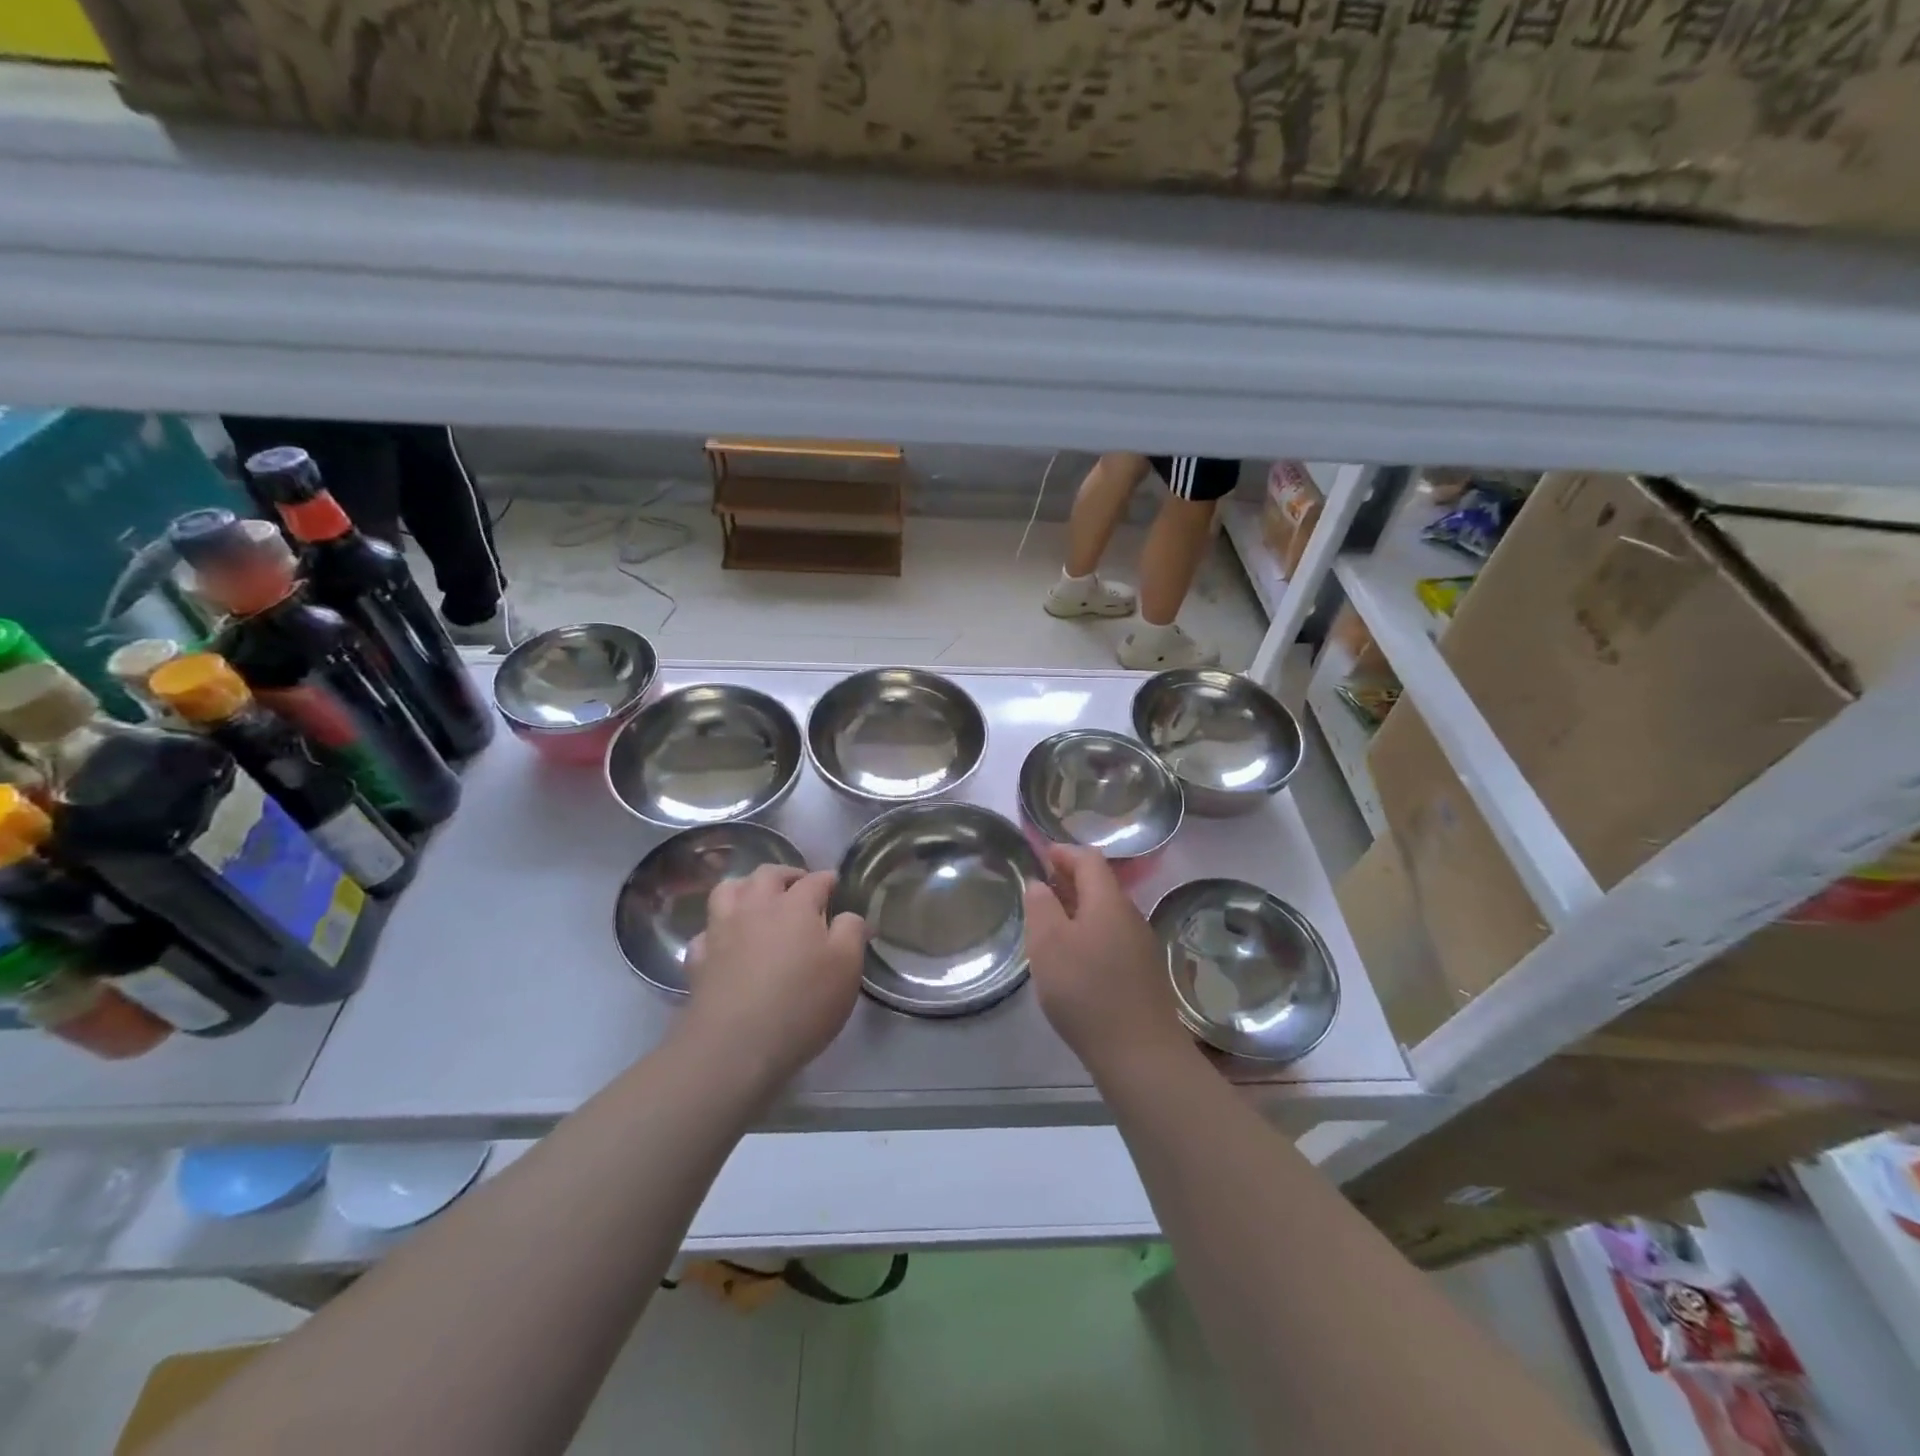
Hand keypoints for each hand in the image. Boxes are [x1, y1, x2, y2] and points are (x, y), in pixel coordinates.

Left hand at [683, 866, 866, 1088]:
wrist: (735, 1046)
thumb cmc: (802, 1003)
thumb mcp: (846, 968)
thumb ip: (852, 933)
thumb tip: (849, 915)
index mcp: (795, 905)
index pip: (815, 880)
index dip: (828, 880)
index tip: (836, 885)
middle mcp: (756, 907)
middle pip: (767, 875)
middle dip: (786, 875)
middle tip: (798, 886)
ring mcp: (722, 930)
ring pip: (729, 890)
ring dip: (745, 887)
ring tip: (757, 899)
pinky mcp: (699, 958)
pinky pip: (706, 931)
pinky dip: (717, 929)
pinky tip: (725, 941)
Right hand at [1023, 845, 1195, 1081]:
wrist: (1139, 1053)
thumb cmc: (1086, 991)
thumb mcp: (1048, 944)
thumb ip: (1041, 906)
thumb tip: (1040, 884)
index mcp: (1108, 901)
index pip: (1089, 859)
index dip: (1064, 853)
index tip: (1040, 856)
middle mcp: (1130, 916)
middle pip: (1100, 885)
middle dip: (1070, 880)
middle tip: (1040, 890)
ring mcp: (1141, 945)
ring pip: (1106, 913)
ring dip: (1079, 909)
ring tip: (1051, 924)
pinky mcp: (1144, 973)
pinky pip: (1113, 938)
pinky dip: (1090, 934)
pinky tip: (1074, 959)